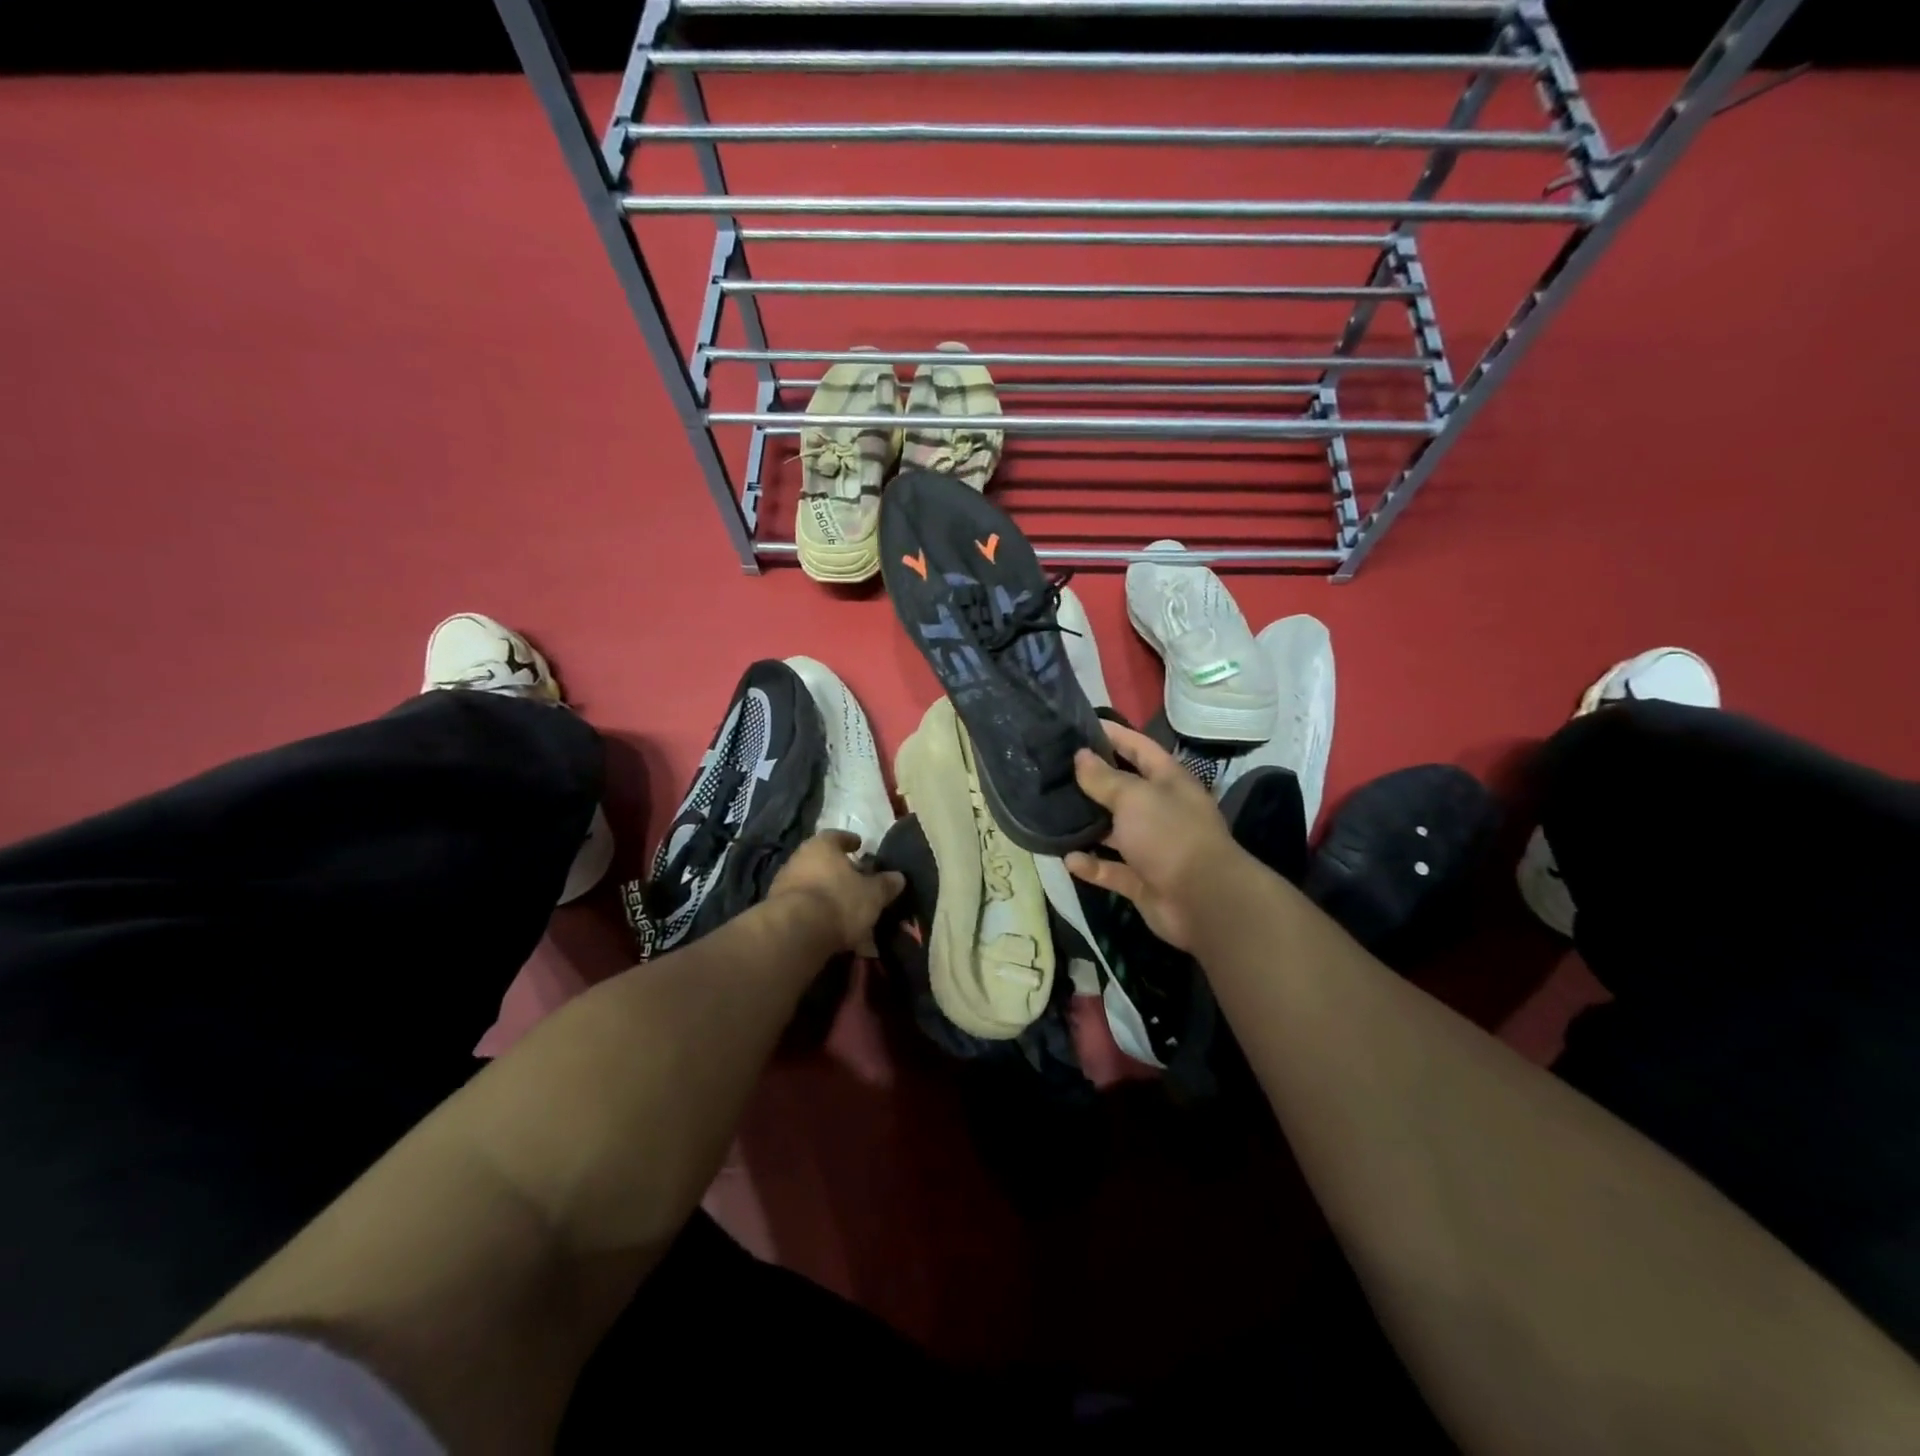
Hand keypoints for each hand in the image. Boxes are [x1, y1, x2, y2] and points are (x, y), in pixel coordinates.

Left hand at [768, 831, 905, 956]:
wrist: (794, 933)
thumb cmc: (839, 901)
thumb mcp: (872, 894)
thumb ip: (885, 884)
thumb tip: (898, 877)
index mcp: (821, 846)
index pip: (836, 836)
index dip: (849, 841)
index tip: (859, 846)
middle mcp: (798, 859)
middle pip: (821, 860)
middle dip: (838, 871)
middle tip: (855, 880)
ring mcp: (783, 884)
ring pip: (811, 884)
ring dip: (826, 893)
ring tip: (845, 909)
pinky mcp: (775, 911)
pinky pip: (803, 907)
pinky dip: (816, 913)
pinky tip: (829, 927)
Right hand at [1065, 722, 1244, 949]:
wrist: (1203, 901)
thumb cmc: (1170, 835)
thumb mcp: (1134, 797)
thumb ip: (1104, 777)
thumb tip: (1080, 756)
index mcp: (1168, 782)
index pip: (1139, 748)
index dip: (1114, 735)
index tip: (1081, 725)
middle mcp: (1162, 810)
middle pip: (1124, 789)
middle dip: (1093, 781)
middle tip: (1054, 771)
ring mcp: (1152, 847)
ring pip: (1115, 831)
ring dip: (1088, 825)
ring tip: (1052, 813)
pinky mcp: (1143, 880)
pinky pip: (1112, 869)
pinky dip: (1092, 866)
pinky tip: (1068, 859)